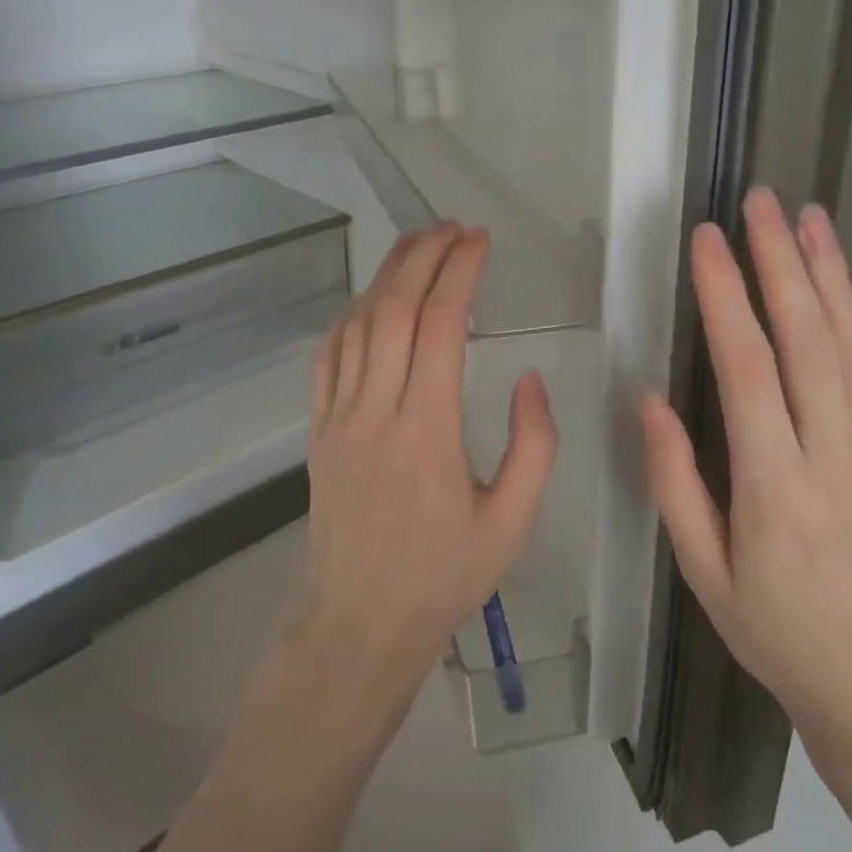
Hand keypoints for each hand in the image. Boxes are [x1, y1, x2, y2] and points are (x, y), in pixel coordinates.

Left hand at [298, 222, 557, 699]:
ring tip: (417, 245)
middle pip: (394, 308)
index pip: (440, 325)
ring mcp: (338, 417)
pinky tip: (371, 300)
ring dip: (387, 276)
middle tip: (452, 228)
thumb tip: (528, 378)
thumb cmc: (445, 575)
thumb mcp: (513, 520)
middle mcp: (376, 410)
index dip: (459, 272)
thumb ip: (534, 444)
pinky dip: (351, 315)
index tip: (479, 240)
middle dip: (423, 256)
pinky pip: (328, 356)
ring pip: (357, 324)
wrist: (360, 624)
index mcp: (428, 429)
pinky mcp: (317, 430)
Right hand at [639, 189, 851, 783]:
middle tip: (762, 202)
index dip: (724, 295)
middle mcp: (835, 456)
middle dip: (781, 261)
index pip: (746, 367)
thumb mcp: (702, 573)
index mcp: (773, 484)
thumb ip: (672, 483)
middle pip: (807, 338)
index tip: (707, 240)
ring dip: (833, 276)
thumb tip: (649, 399)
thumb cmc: (775, 632)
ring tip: (813, 220)